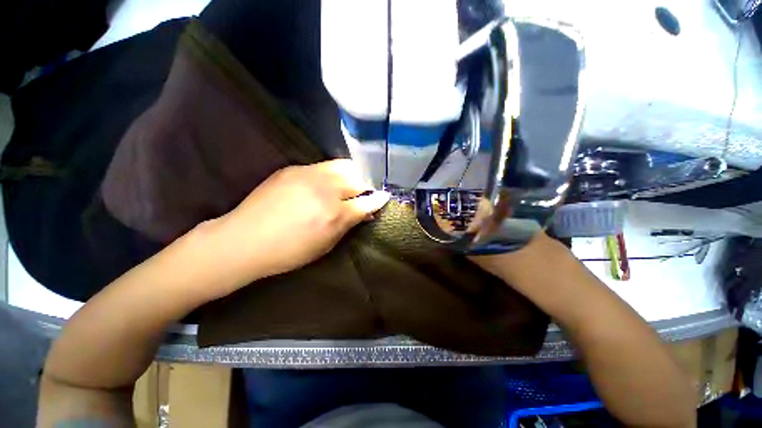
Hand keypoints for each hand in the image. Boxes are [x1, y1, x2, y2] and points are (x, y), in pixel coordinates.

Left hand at [206, 159, 389, 289]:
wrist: (244, 240)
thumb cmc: (288, 252)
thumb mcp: (325, 245)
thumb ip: (348, 225)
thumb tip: (365, 213)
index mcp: (334, 214)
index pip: (367, 201)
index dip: (378, 199)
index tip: (384, 196)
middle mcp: (325, 190)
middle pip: (357, 179)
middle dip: (367, 185)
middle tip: (367, 191)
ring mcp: (308, 175)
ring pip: (342, 166)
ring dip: (352, 174)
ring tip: (351, 182)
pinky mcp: (293, 169)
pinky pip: (323, 166)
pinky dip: (333, 173)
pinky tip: (328, 182)